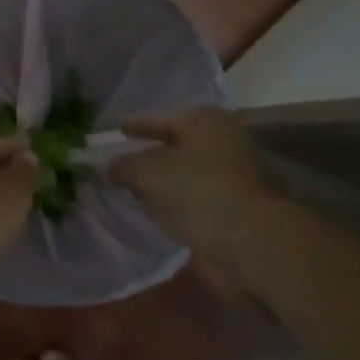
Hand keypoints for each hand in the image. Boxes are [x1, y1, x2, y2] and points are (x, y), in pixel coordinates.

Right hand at [109, 107, 278, 268]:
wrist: (251, 241)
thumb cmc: (197, 192)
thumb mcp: (147, 174)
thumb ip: (124, 166)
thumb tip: (109, 165)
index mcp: (205, 122)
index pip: (161, 118)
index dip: (136, 123)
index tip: (116, 126)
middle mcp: (224, 142)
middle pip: (177, 145)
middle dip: (150, 153)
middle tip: (122, 159)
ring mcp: (234, 176)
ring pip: (187, 173)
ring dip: (163, 181)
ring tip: (134, 188)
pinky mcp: (236, 207)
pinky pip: (196, 198)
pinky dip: (176, 202)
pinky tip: (157, 211)